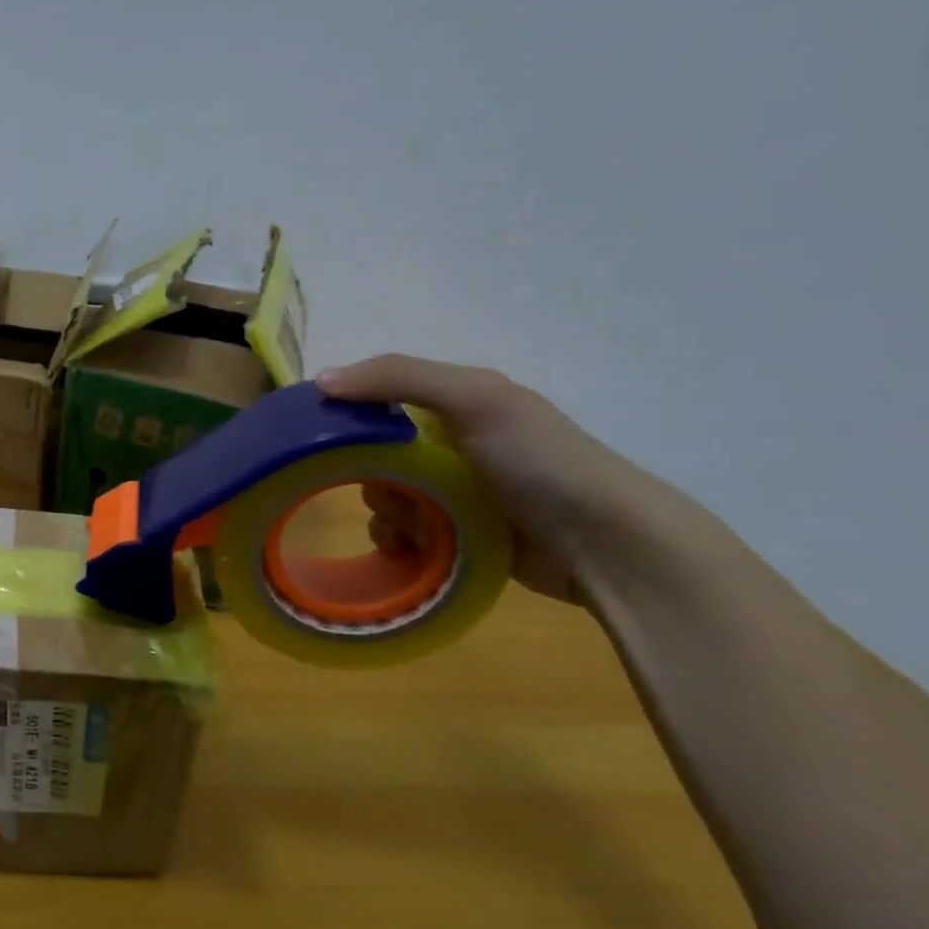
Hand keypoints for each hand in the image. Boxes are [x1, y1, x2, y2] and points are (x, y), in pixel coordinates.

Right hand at [317, 355, 669, 603]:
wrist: (607, 544)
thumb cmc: (540, 461)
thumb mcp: (475, 399)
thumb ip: (398, 378)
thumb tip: (321, 380)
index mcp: (454, 404)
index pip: (378, 401)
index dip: (347, 416)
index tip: (324, 439)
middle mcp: (451, 444)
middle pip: (375, 456)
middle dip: (371, 477)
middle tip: (388, 493)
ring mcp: (456, 493)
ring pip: (386, 498)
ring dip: (387, 514)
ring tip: (411, 530)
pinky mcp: (459, 535)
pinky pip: (404, 534)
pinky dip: (399, 542)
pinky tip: (412, 550)